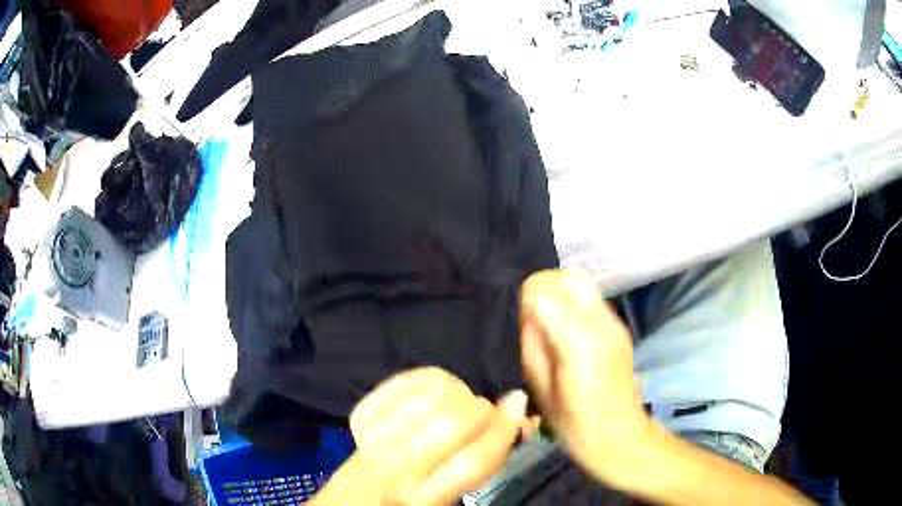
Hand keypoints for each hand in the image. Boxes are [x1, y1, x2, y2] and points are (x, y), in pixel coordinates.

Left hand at [314, 367, 527, 505]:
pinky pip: (411, 379)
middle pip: (454, 423)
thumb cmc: (422, 492)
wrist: (364, 489)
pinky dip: (435, 378)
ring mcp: (374, 439)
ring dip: (459, 392)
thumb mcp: (457, 489)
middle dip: (481, 409)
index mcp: (425, 498)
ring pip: (434, 395)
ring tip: (458, 403)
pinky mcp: (363, 413)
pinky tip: (437, 392)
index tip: (516, 407)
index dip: (503, 429)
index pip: (475, 461)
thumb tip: (517, 402)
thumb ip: (489, 453)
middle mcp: (397, 470)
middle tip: (483, 411)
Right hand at [519, 270, 651, 487]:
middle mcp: (601, 324)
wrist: (619, 435)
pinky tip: (564, 325)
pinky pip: (593, 299)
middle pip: (569, 277)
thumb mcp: (541, 389)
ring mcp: (615, 324)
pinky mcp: (621, 328)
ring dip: (560, 291)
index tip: (520, 317)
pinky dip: (573, 301)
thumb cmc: (574, 422)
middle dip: (545, 285)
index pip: (546, 292)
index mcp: (578, 342)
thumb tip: (527, 311)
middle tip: (529, 311)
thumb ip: (533, 343)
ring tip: (545, 316)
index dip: (528, 298)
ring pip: (583, 283)